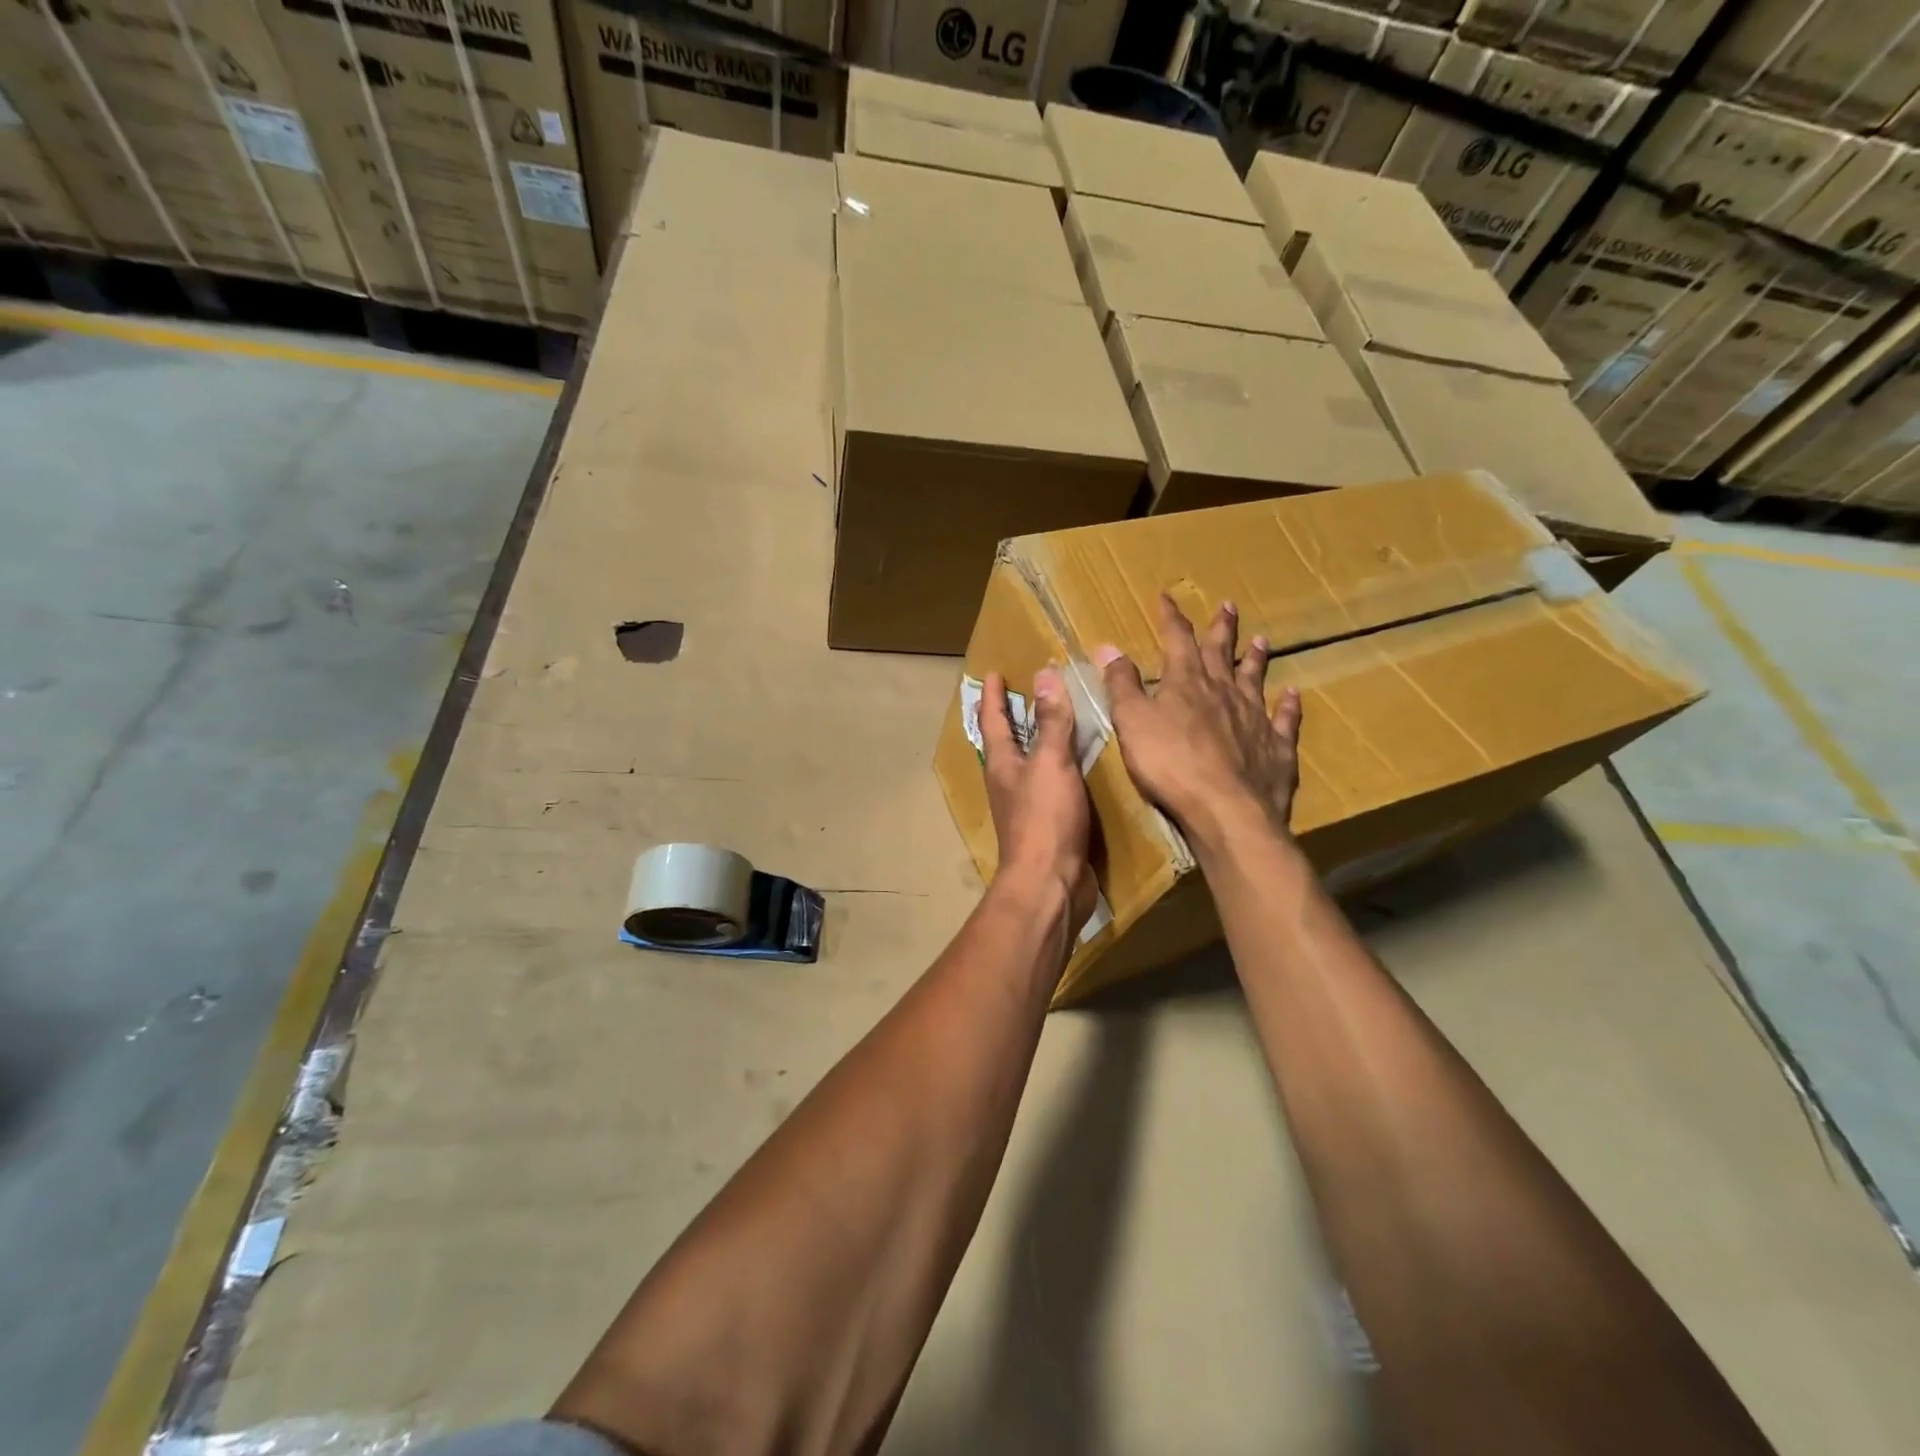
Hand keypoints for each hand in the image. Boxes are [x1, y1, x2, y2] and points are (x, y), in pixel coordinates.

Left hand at [979, 669, 1095, 927]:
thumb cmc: (1045, 820)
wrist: (1050, 885)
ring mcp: (1027, 805)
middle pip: (1007, 741)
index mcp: (1002, 763)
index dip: (993, 695)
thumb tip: (1044, 674)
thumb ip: (1051, 721)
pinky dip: (1062, 768)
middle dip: (1013, 716)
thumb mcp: (1050, 763)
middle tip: (1026, 691)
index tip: (993, 673)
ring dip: (1038, 741)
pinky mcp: (1049, 825)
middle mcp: (1009, 782)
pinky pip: (1053, 785)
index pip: (993, 720)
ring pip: (1030, 763)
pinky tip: (1082, 766)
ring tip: (1057, 722)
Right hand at [1095, 595, 1302, 844]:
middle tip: (1228, 605)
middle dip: (1221, 628)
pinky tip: (1293, 695)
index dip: (1171, 617)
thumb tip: (1108, 646)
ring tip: (1261, 640)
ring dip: (1255, 659)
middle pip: (1221, 652)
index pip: (1178, 639)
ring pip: (1255, 679)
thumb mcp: (1132, 721)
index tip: (1167, 597)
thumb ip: (1121, 684)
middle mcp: (1224, 691)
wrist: (1226, 808)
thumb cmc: (1169, 763)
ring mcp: (1254, 717)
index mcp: (1187, 682)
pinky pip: (1284, 720)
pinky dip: (1289, 706)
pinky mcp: (1276, 747)